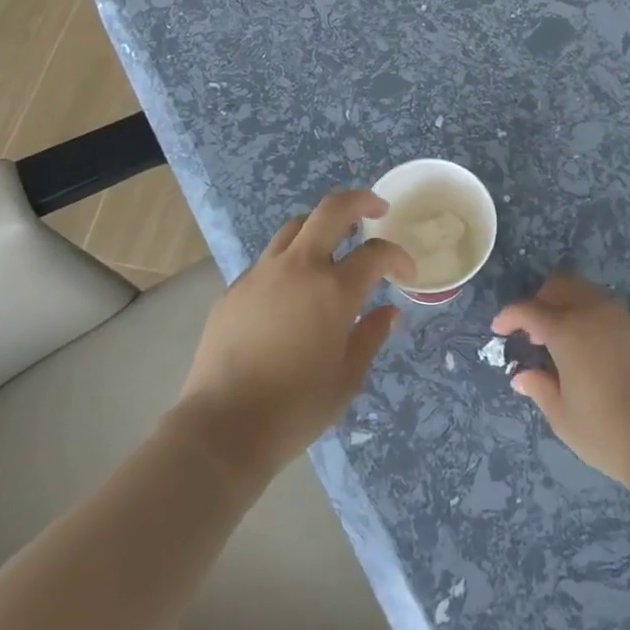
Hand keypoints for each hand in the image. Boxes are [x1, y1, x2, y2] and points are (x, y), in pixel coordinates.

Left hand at [173, 191, 411, 484]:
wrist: (223, 427)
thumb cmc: (295, 409)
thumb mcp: (347, 379)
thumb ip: (370, 337)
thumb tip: (388, 312)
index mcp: (334, 291)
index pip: (376, 253)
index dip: (398, 257)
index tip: (406, 273)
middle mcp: (299, 268)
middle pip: (331, 210)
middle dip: (360, 201)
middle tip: (377, 210)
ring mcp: (262, 273)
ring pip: (296, 227)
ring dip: (321, 226)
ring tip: (334, 243)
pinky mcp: (236, 288)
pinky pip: (270, 259)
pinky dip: (291, 260)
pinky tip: (293, 289)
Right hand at [493, 272, 629, 488]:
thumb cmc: (607, 431)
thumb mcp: (563, 416)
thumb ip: (540, 389)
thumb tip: (522, 376)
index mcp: (566, 330)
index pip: (528, 310)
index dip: (509, 316)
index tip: (500, 329)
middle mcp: (593, 313)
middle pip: (561, 286)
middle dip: (541, 300)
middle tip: (533, 329)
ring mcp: (623, 319)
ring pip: (588, 293)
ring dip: (569, 305)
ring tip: (564, 338)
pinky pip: (610, 311)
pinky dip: (593, 318)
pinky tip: (594, 349)